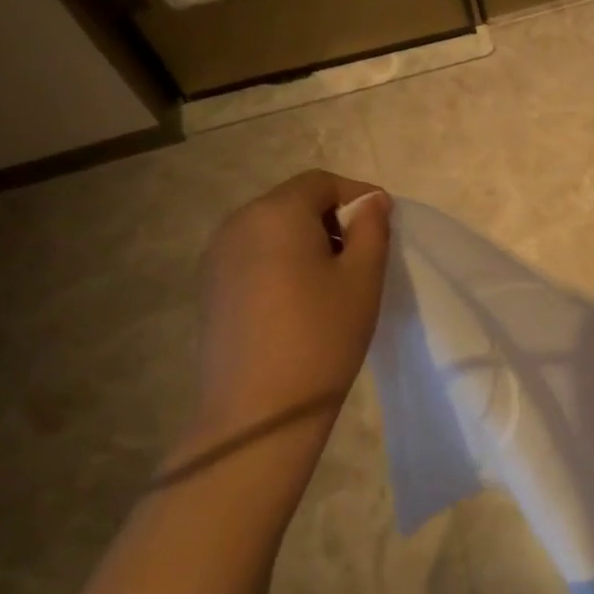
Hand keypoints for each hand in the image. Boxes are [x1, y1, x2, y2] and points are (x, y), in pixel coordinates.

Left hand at [183, 170, 391, 458]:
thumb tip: (371, 200)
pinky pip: (254, 256)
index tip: (383, 226)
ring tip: (334, 281)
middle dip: (332, 218)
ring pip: (272, 230)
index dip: (357, 196)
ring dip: (307, 241)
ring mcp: (217, 257)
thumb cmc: (322, 336)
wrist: (260, 410)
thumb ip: (371, 228)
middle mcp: (237, 224)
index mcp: (275, 213)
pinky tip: (300, 301)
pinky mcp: (211, 288)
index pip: (321, 182)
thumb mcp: (363, 277)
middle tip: (363, 256)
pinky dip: (282, 262)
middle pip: (293, 202)